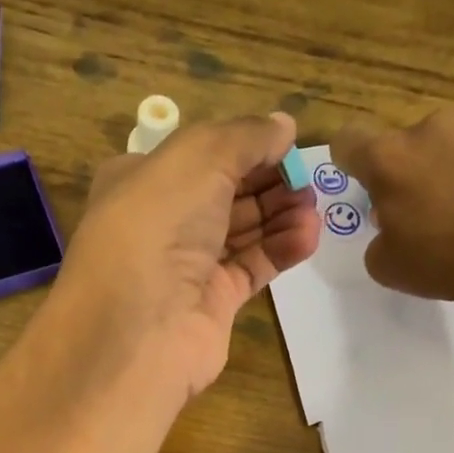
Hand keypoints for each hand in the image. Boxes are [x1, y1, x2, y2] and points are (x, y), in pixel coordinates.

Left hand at [56, 113, 320, 399]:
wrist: (139, 327)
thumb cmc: (158, 225)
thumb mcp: (199, 158)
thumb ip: (246, 136)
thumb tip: (284, 125)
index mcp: (143, 179)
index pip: (202, 154)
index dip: (246, 145)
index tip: (289, 143)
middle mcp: (163, 221)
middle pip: (227, 192)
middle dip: (270, 181)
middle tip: (309, 177)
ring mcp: (188, 265)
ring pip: (243, 231)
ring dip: (281, 214)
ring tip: (314, 207)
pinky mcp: (214, 302)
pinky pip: (253, 267)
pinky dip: (281, 249)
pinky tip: (309, 236)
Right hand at [331, 108, 453, 303]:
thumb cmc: (444, 257)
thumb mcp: (387, 266)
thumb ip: (378, 238)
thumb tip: (393, 223)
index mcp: (387, 158)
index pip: (348, 140)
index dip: (350, 162)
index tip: (365, 187)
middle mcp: (427, 129)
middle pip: (401, 147)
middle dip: (404, 175)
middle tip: (420, 216)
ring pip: (442, 146)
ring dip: (443, 170)